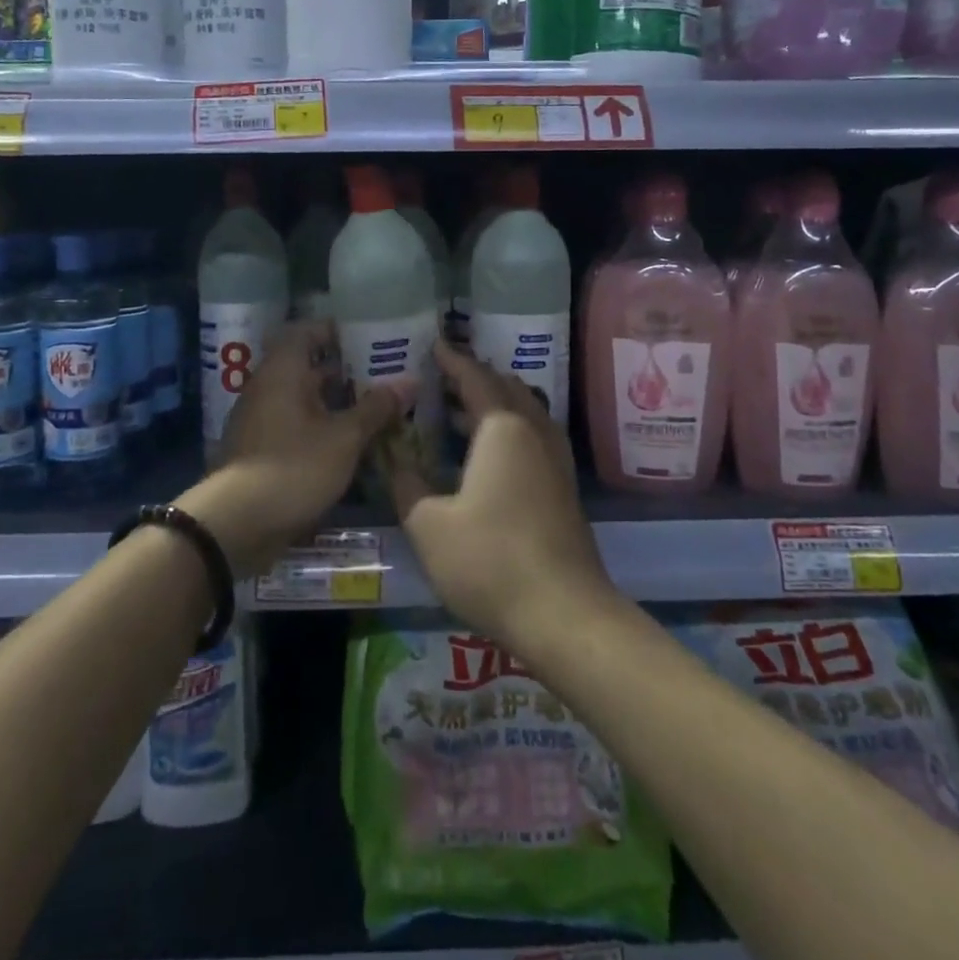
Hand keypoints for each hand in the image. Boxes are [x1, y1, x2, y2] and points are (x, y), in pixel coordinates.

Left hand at [183, 320, 408, 576]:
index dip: (337, 331)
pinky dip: (321, 426)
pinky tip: (350, 441)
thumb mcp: (344, 438)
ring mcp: (261, 419)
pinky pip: (296, 424)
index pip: (307, 331)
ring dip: (336, 402)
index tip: (370, 338)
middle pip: (308, 366)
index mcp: (283, 370)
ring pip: (303, 398)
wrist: (236, 524)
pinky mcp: (261, 448)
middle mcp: (267, 386)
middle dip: (346, 370)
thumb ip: (376, 408)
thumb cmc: (294, 467)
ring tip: (376, 408)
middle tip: (384, 375)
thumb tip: (410, 381)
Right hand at [390, 342, 614, 657]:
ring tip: (461, 409)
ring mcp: (556, 460)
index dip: (453, 360)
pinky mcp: (565, 488)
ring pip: (526, 412)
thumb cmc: (489, 561)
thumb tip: (393, 459)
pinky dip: (510, 428)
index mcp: (502, 429)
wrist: (565, 615)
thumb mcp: (429, 525)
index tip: (434, 345)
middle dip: (476, 378)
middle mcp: (535, 433)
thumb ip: (407, 484)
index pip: (476, 378)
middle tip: (443, 378)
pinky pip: (535, 436)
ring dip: (496, 402)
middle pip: (506, 388)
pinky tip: (491, 452)